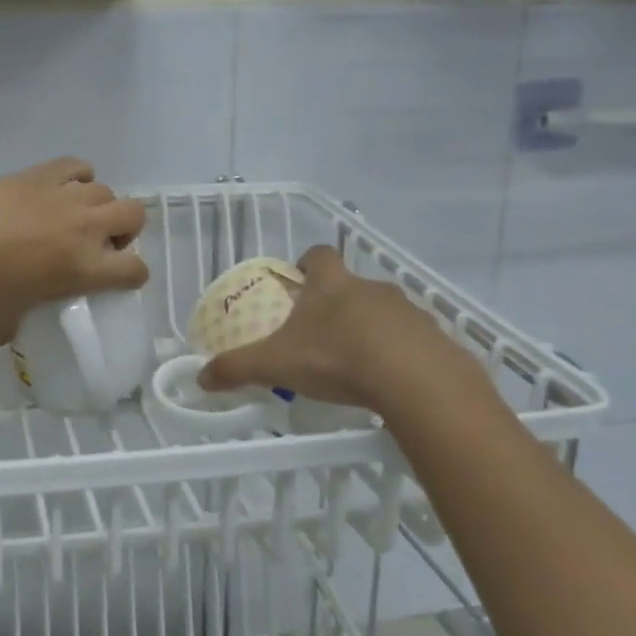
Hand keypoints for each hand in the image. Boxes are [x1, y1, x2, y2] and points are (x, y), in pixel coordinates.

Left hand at [0, 158, 148, 344]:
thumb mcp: (2, 320)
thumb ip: (11, 327)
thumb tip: (2, 333)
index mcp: (86, 268)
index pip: (135, 269)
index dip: (132, 275)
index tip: (118, 278)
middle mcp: (87, 227)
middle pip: (134, 214)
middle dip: (125, 229)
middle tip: (100, 241)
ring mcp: (67, 196)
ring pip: (105, 190)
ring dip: (97, 204)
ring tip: (74, 215)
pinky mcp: (43, 174)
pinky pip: (76, 166)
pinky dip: (77, 175)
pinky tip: (60, 187)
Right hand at [198, 245, 484, 417]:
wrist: (417, 381)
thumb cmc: (338, 359)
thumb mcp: (276, 364)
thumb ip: (237, 368)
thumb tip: (200, 377)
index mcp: (331, 284)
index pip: (318, 255)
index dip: (307, 263)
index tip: (299, 282)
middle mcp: (370, 287)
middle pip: (350, 284)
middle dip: (336, 304)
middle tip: (320, 334)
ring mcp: (407, 310)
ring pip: (382, 311)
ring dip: (369, 328)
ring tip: (356, 362)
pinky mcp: (434, 337)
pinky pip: (412, 339)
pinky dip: (400, 352)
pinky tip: (390, 380)